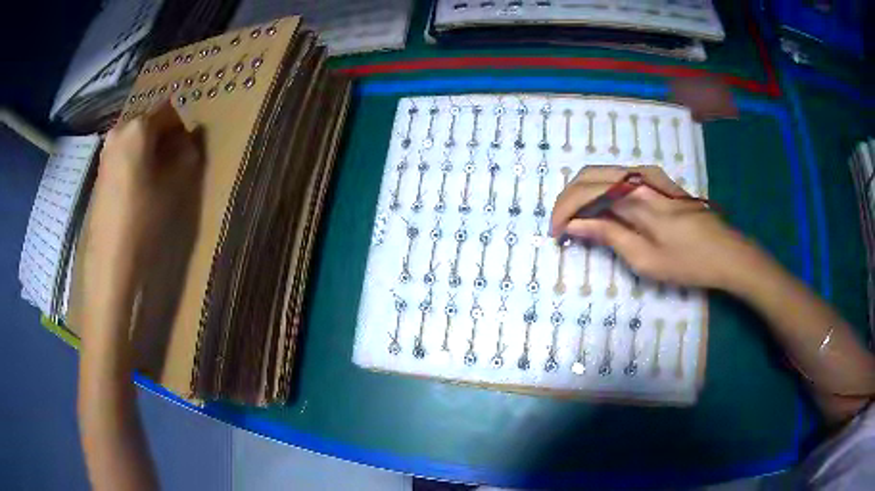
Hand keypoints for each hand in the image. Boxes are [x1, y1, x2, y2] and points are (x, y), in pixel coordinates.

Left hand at [88, 102, 202, 283]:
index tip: (187, 151)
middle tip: (172, 164)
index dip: (182, 128)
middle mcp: (120, 130)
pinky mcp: (100, 169)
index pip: (169, 111)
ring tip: (155, 178)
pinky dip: (135, 160)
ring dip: (149, 150)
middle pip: (149, 122)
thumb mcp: (174, 186)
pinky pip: (124, 152)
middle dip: (164, 137)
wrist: (110, 259)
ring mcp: (106, 150)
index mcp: (139, 127)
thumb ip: (187, 156)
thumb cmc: (143, 219)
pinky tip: (138, 187)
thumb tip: (189, 142)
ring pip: (136, 138)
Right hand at [550, 165, 761, 291]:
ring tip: (579, 223)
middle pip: (589, 175)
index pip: (585, 192)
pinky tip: (603, 214)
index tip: (556, 235)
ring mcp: (650, 175)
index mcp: (635, 195)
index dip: (564, 212)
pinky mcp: (658, 181)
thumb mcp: (645, 259)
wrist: (727, 253)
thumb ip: (608, 236)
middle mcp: (639, 175)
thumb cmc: (688, 262)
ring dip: (585, 196)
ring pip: (603, 175)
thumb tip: (575, 226)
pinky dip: (603, 194)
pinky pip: (619, 180)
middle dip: (569, 200)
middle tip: (562, 227)